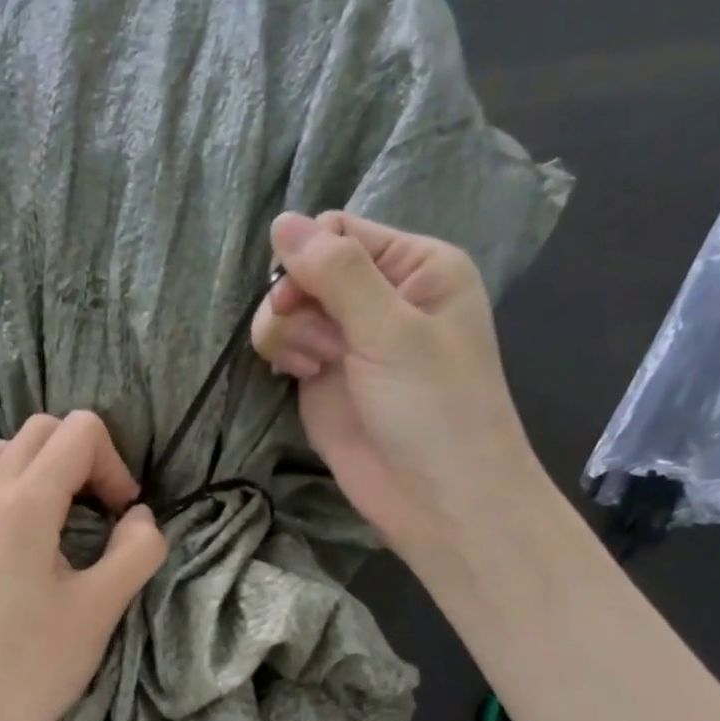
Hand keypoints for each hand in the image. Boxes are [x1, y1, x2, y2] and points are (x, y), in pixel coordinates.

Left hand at [0, 411, 167, 720]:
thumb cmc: (35, 669)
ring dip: (38, 469)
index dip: (115, 466)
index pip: (79, 433)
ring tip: (59, 519)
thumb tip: (140, 517)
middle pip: (39, 432)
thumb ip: (136, 550)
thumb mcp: (101, 609)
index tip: (123, 518)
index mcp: (24, 504)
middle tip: (102, 516)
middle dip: (83, 459)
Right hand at [251, 211, 547, 557]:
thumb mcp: (391, 330)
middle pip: (306, 270)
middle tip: (317, 343)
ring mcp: (348, 342)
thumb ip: (337, 274)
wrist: (437, 498)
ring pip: (288, 311)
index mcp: (415, 269)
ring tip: (314, 367)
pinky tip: (301, 376)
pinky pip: (285, 348)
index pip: (340, 233)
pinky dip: (283, 356)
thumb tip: (282, 222)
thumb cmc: (433, 408)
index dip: (309, 257)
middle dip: (296, 301)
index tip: (298, 295)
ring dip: (288, 332)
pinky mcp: (322, 381)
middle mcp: (380, 299)